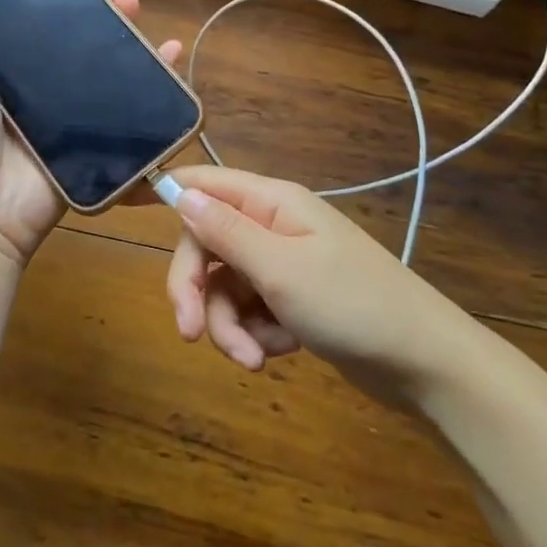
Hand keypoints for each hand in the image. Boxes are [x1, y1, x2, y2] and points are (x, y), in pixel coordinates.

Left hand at [0, 0, 181, 267]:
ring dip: (129, 34)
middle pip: (82, 39)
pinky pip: (129, 105)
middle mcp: (44, 87)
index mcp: (12, 71)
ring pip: (108, 65)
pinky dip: (154, 80)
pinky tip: (170, 54)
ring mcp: (73, 114)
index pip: (44, 23)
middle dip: (103, 9)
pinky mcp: (96, 140)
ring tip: (139, 7)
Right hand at [164, 166, 461, 403]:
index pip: (202, 183)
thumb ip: (224, 230)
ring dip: (230, 324)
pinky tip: (281, 353)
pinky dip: (257, 334)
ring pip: (226, 286)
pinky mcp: (292, 299)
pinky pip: (252, 310)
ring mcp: (283, 263)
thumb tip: (176, 191)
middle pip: (206, 244)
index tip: (122, 211)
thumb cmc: (353, 304)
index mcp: (270, 202)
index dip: (164, 193)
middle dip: (198, 291)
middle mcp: (272, 225)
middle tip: (193, 334)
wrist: (424, 363)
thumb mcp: (280, 268)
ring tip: (255, 360)